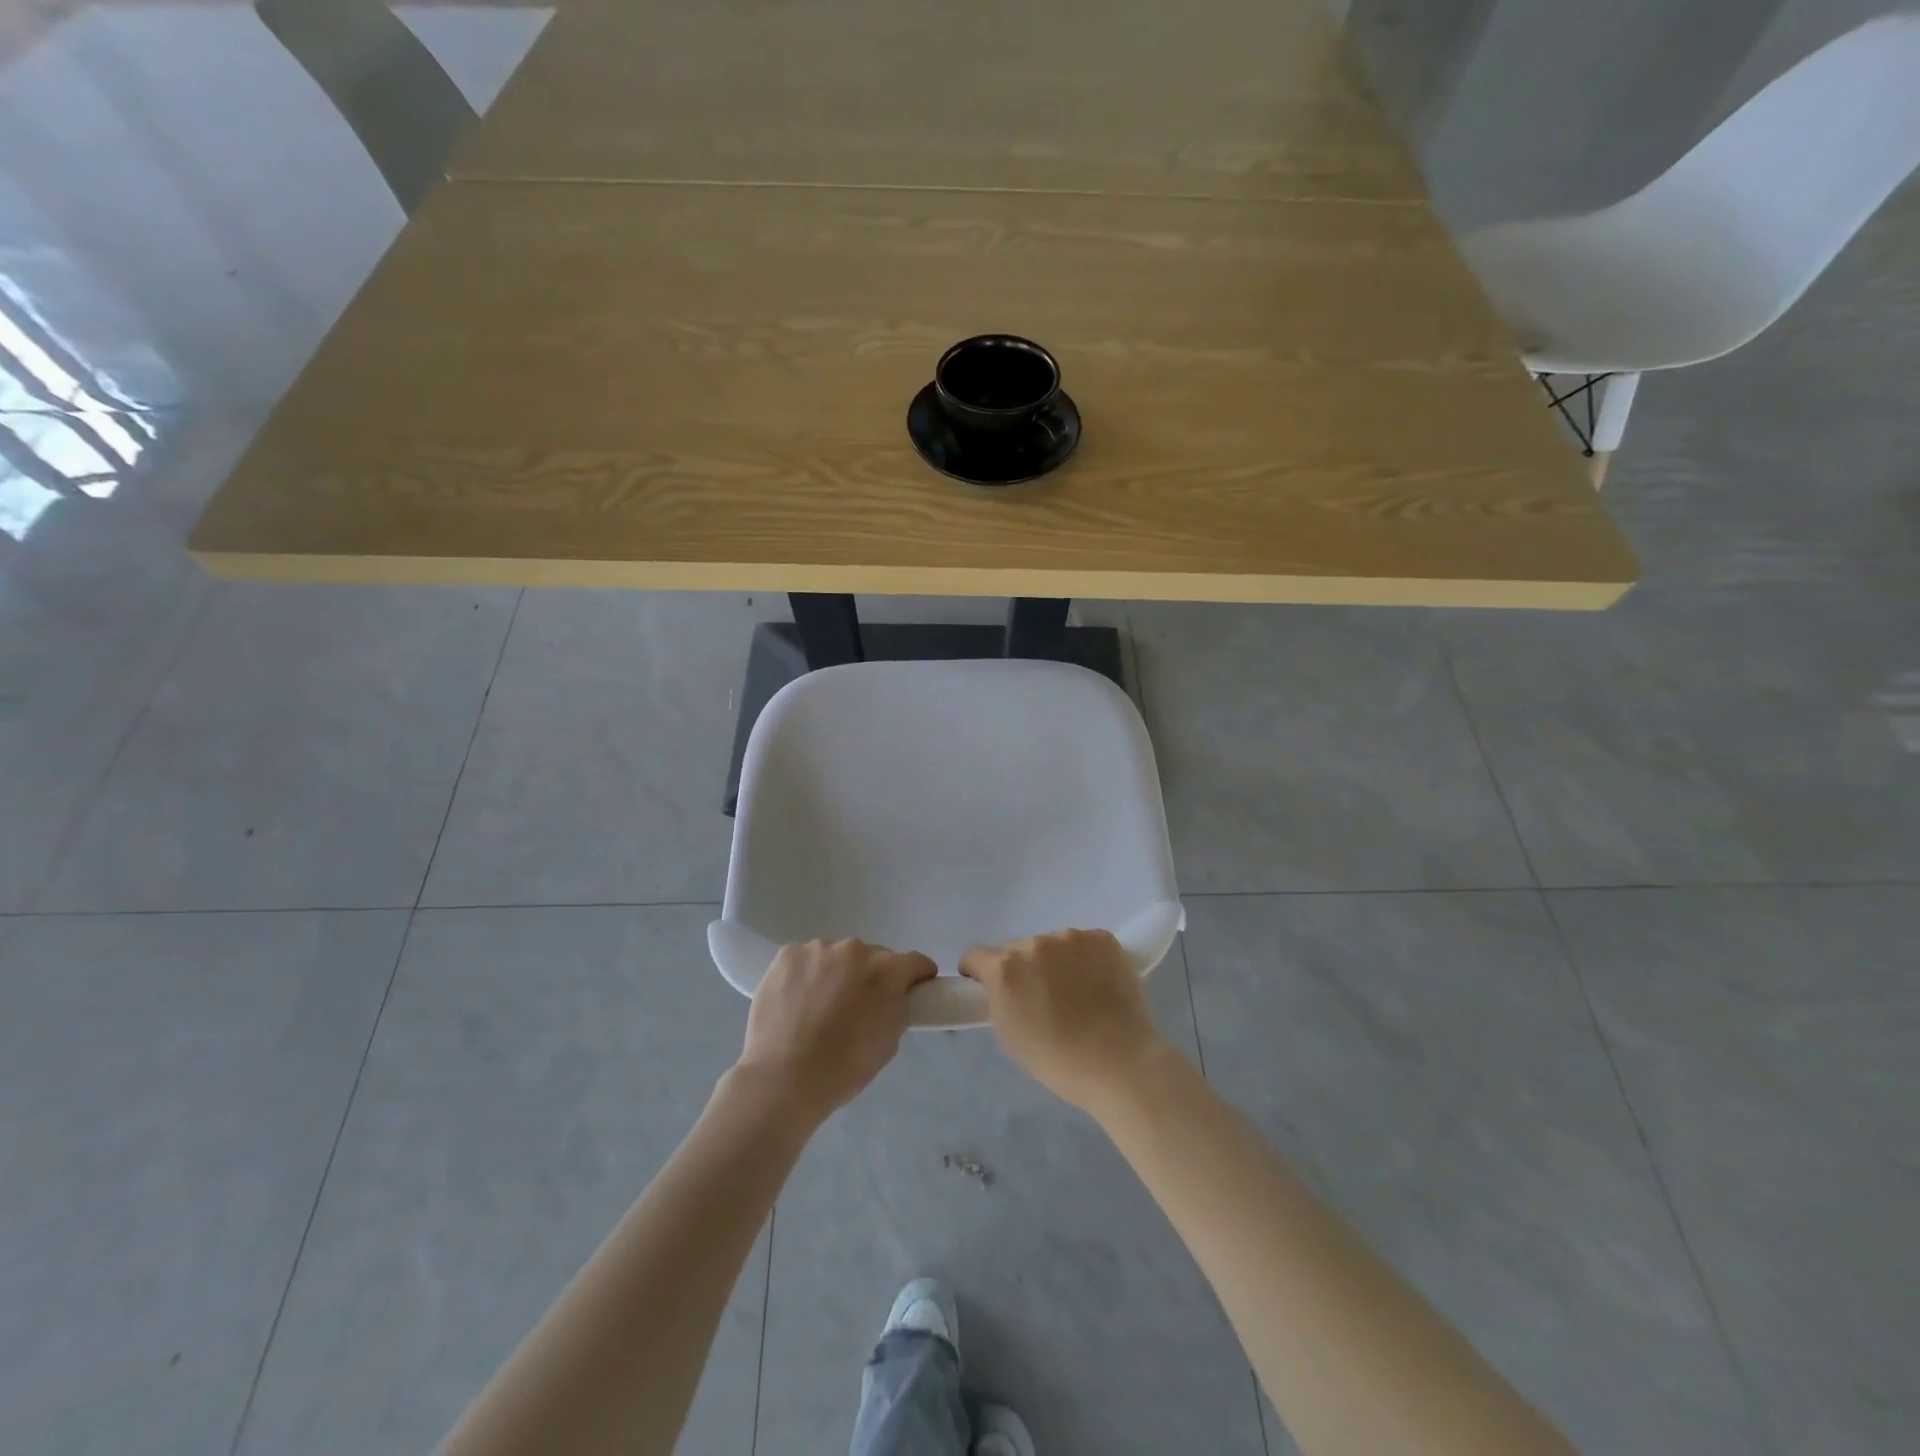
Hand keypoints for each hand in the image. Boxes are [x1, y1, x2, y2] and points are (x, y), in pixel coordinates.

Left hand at [736, 939, 935, 1121]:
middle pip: (872, 957)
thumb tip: (894, 995)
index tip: (910, 992)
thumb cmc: (842, 1068)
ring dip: (836, 974)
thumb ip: (897, 1008)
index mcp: (886, 970)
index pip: (915, 963)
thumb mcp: (888, 1042)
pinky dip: (806, 975)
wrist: (782, 1078)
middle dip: (870, 977)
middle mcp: (855, 949)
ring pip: (837, 957)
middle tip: (856, 1008)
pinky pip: (806, 960)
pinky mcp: (787, 954)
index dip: (916, 978)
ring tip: (818, 1008)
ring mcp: (818, 949)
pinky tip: (796, 1002)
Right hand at [960, 928, 1165, 1114]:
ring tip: (1074, 992)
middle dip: (1020, 967)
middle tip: (1038, 997)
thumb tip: (1002, 985)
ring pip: (1051, 943)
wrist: (1119, 1063)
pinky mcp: (1103, 938)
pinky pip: (1083, 943)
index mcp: (1006, 968)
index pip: (976, 955)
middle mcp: (1035, 943)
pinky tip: (1096, 983)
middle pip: (1015, 947)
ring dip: (1053, 961)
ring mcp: (1072, 937)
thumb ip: (998, 998)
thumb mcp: (1008, 1033)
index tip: (988, 988)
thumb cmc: (1057, 1060)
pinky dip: (1084, 958)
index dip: (978, 973)